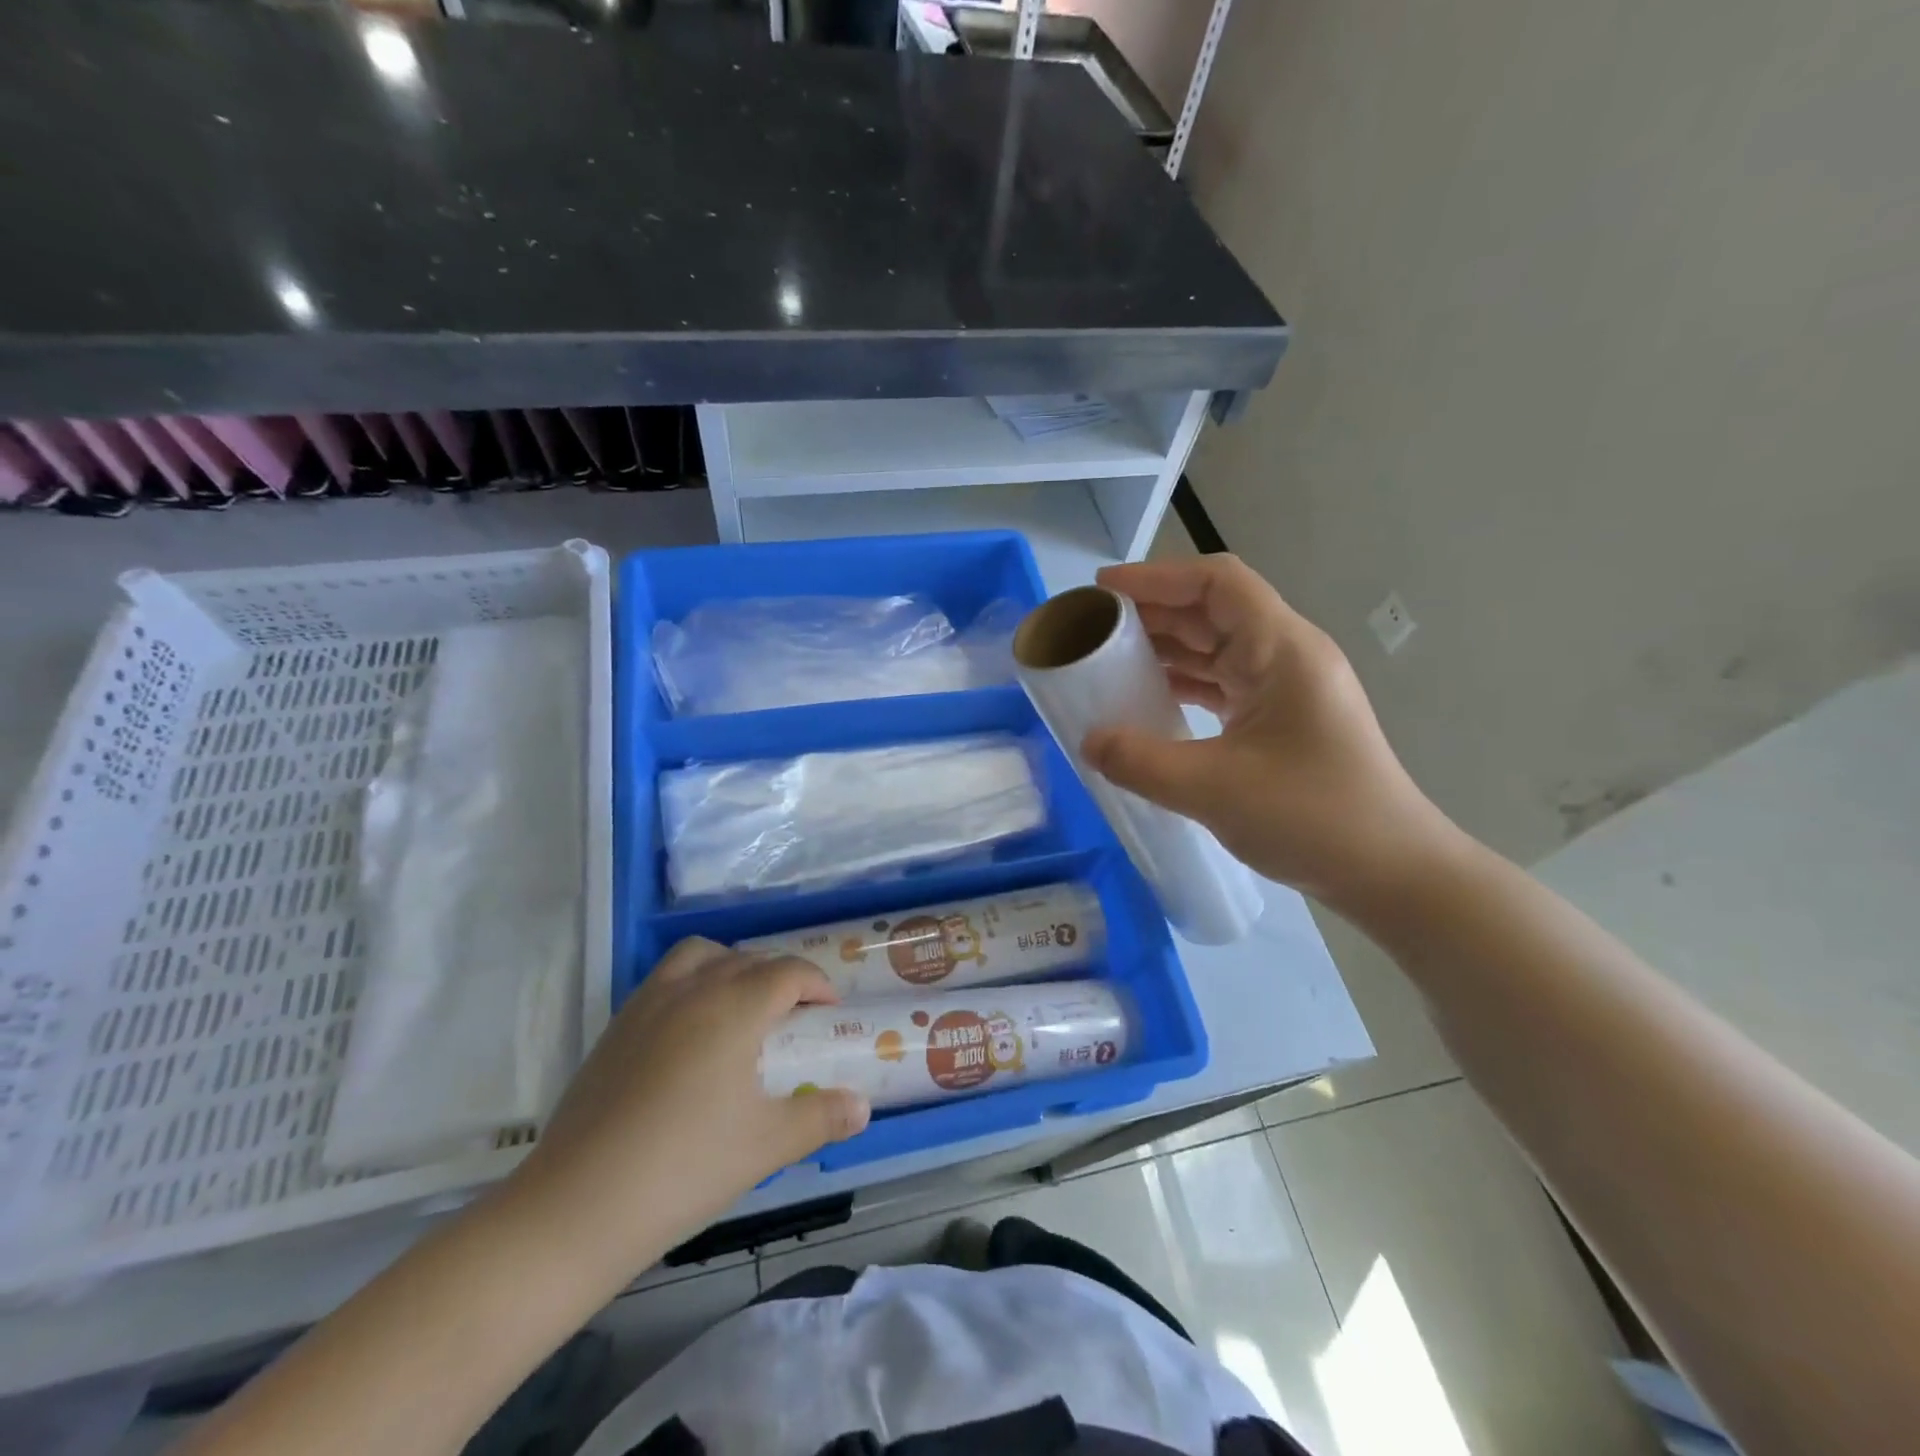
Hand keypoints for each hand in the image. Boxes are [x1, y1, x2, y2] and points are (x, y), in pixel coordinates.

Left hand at [501, 939, 869, 1278]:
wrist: (575, 1209)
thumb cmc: (684, 1169)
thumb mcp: (767, 1145)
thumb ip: (820, 1117)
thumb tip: (862, 1107)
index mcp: (734, 1007)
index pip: (788, 971)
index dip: (817, 983)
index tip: (830, 1011)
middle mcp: (692, 990)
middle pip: (748, 959)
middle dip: (780, 976)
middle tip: (794, 1017)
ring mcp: (647, 1004)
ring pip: (700, 956)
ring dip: (731, 966)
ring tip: (742, 1007)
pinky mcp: (616, 1028)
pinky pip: (665, 979)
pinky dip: (692, 983)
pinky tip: (692, 1034)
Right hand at [1081, 556, 1460, 912]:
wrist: (1389, 871)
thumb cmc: (1314, 818)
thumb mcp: (1215, 790)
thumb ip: (1141, 762)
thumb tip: (1088, 743)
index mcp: (1282, 651)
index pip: (1217, 584)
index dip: (1157, 576)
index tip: (1102, 590)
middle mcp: (1286, 657)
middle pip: (1212, 611)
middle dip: (1151, 613)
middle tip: (1092, 628)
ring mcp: (1285, 689)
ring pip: (1215, 649)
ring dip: (1163, 649)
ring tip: (1107, 660)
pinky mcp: (1280, 720)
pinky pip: (1222, 684)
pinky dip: (1181, 685)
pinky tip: (1145, 700)